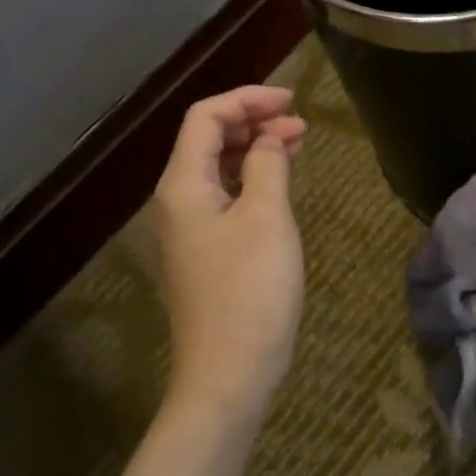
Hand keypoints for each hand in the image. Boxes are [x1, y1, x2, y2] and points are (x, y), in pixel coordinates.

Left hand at [151, 86, 306, 421]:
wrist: (228, 375)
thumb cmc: (250, 291)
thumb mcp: (267, 218)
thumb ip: (266, 164)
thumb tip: (267, 138)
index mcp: (182, 185)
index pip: (206, 118)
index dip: (247, 99)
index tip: (291, 100)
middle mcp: (176, 201)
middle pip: (207, 139)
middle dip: (252, 121)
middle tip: (299, 123)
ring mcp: (188, 229)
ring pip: (217, 168)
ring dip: (254, 149)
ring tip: (296, 143)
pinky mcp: (204, 252)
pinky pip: (224, 197)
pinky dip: (251, 179)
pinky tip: (279, 181)